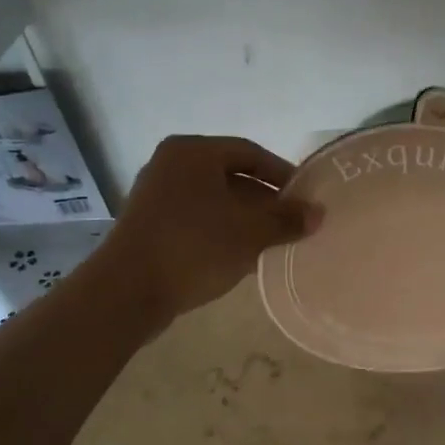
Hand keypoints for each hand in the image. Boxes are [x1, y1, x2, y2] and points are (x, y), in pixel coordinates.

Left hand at [91, 135, 317, 326]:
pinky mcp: (149, 225)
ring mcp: (156, 195)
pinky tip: (241, 256)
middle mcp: (171, 165)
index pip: (250, 153)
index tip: (305, 197)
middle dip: (264, 200)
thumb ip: (286, 220)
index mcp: (193, 152)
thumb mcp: (249, 233)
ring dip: (244, 219)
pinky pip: (196, 219)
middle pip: (231, 176)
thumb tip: (319, 213)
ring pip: (214, 200)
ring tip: (272, 242)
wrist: (126, 291)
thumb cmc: (193, 247)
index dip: (282, 174)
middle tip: (291, 222)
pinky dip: (221, 232)